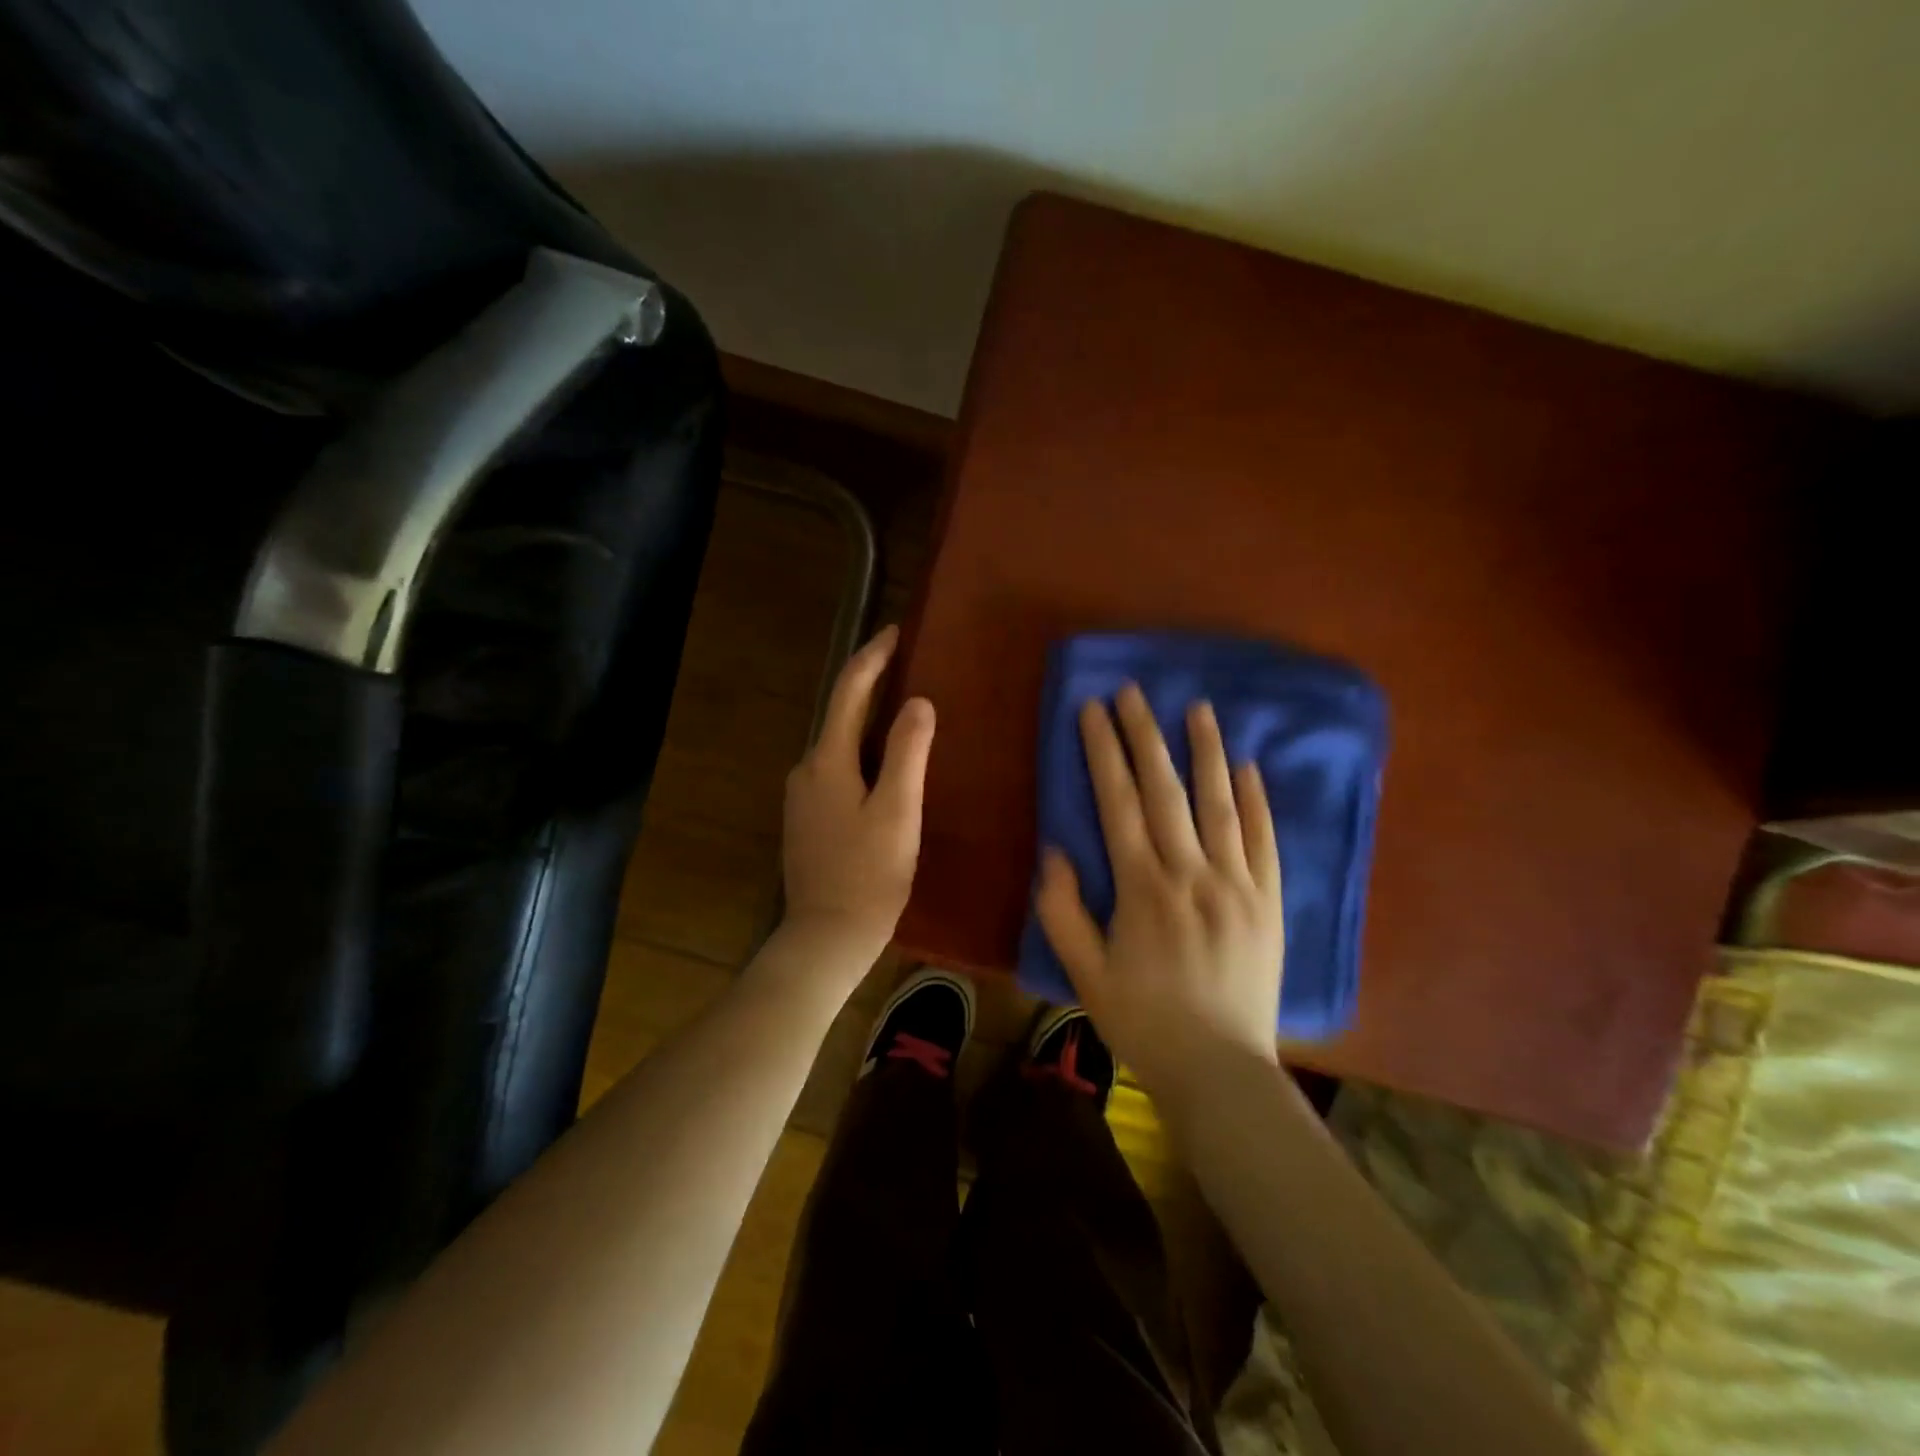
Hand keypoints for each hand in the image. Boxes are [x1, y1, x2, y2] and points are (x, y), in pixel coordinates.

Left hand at [780, 625, 935, 966]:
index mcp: (827, 761)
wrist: (826, 937)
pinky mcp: (808, 820)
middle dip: (870, 684)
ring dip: (867, 720)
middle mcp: (806, 770)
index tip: (896, 631)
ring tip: (903, 709)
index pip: (848, 692)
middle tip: (906, 664)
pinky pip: (838, 769)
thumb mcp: (898, 812)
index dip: (872, 658)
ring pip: (839, 744)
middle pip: (840, 714)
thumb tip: (918, 702)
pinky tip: (884, 763)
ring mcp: (803, 797)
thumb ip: (908, 753)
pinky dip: (862, 752)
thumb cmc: (868, 875)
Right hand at [1035, 684, 1283, 1106]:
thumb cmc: (1144, 1022)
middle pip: (1166, 789)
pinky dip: (1256, 800)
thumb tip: (1057, 851)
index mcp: (1142, 888)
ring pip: (1220, 803)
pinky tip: (1248, 767)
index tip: (1093, 709)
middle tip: (1133, 691)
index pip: (1118, 802)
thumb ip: (1064, 911)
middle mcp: (1191, 873)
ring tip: (1197, 707)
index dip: (1103, 752)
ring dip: (1206, 751)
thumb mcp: (1085, 974)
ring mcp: (1238, 884)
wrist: (1220, 1071)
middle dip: (1145, 735)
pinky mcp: (1270, 901)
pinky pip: (1265, 840)